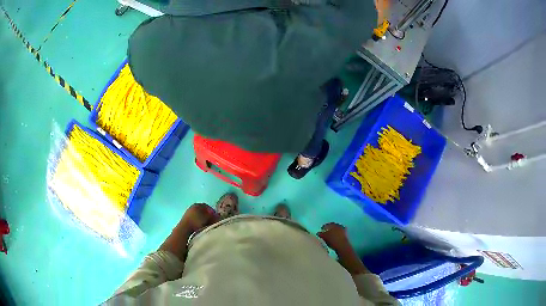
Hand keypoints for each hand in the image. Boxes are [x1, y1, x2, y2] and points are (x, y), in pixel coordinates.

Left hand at [180, 203, 219, 233]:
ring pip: (199, 215)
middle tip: (212, 221)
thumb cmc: (197, 221)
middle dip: (208, 215)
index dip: (212, 212)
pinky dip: (198, 222)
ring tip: (207, 225)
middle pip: (203, 210)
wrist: (185, 228)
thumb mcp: (207, 218)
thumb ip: (213, 216)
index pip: (207, 206)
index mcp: (197, 204)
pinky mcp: (186, 219)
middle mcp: (192, 207)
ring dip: (203, 219)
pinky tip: (200, 226)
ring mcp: (188, 213)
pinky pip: (195, 219)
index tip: (216, 217)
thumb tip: (217, 216)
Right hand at [317, 223, 350, 252]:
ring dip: (334, 232)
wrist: (342, 246)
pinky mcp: (346, 235)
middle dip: (329, 229)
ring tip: (330, 236)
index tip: (321, 229)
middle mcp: (338, 225)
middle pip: (332, 226)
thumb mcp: (324, 237)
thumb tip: (318, 233)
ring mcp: (343, 230)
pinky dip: (337, 235)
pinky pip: (340, 234)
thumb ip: (320, 234)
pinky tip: (335, 238)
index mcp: (332, 224)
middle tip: (325, 232)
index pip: (327, 225)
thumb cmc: (332, 240)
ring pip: (337, 230)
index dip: (323, 227)